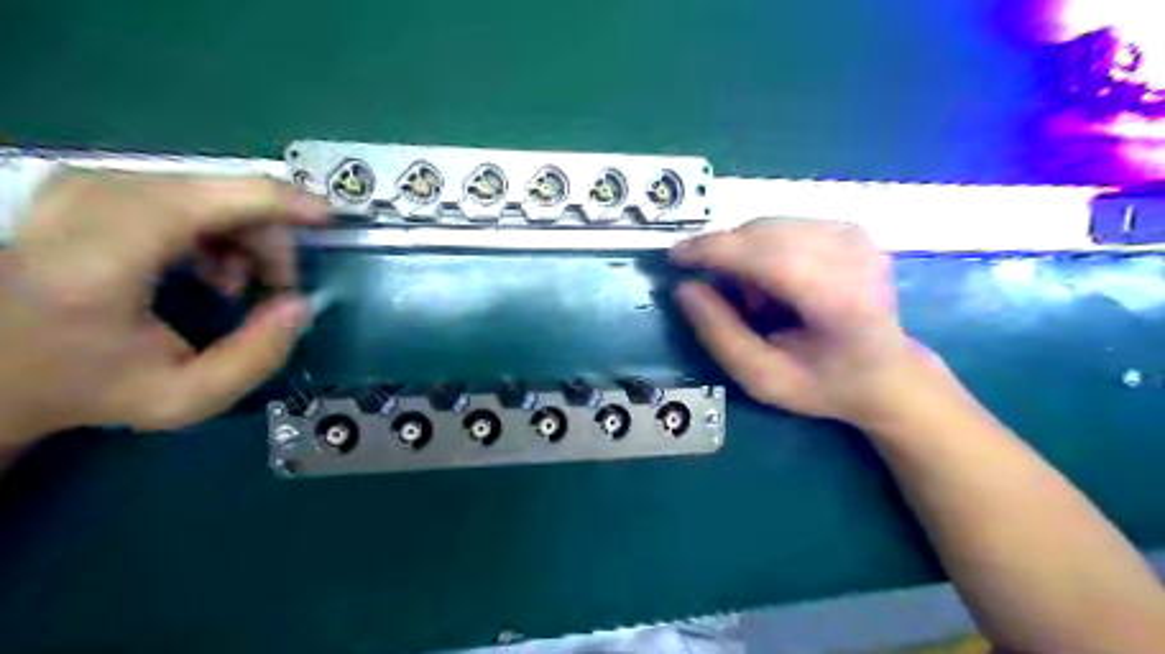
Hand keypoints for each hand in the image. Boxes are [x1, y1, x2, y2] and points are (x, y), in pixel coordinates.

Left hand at [1, 169, 328, 444]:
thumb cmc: (88, 383)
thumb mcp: (184, 397)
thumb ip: (258, 357)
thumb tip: (302, 304)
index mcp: (106, 257)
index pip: (219, 199)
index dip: (287, 203)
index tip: (332, 222)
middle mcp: (93, 201)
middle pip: (226, 194)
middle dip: (270, 240)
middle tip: (273, 288)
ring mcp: (86, 184)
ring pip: (212, 189)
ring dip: (244, 237)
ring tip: (232, 285)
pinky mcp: (90, 182)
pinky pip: (187, 190)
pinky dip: (216, 227)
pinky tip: (204, 266)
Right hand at [675, 216, 934, 426]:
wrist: (887, 373)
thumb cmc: (824, 384)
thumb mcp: (762, 378)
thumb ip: (719, 334)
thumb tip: (684, 288)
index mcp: (840, 301)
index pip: (769, 255)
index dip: (716, 250)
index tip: (675, 256)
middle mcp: (855, 256)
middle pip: (765, 233)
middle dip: (726, 255)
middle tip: (715, 293)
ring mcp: (856, 236)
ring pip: (770, 225)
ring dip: (747, 256)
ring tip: (759, 300)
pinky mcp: (850, 228)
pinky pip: (783, 226)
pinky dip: (764, 249)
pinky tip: (777, 283)